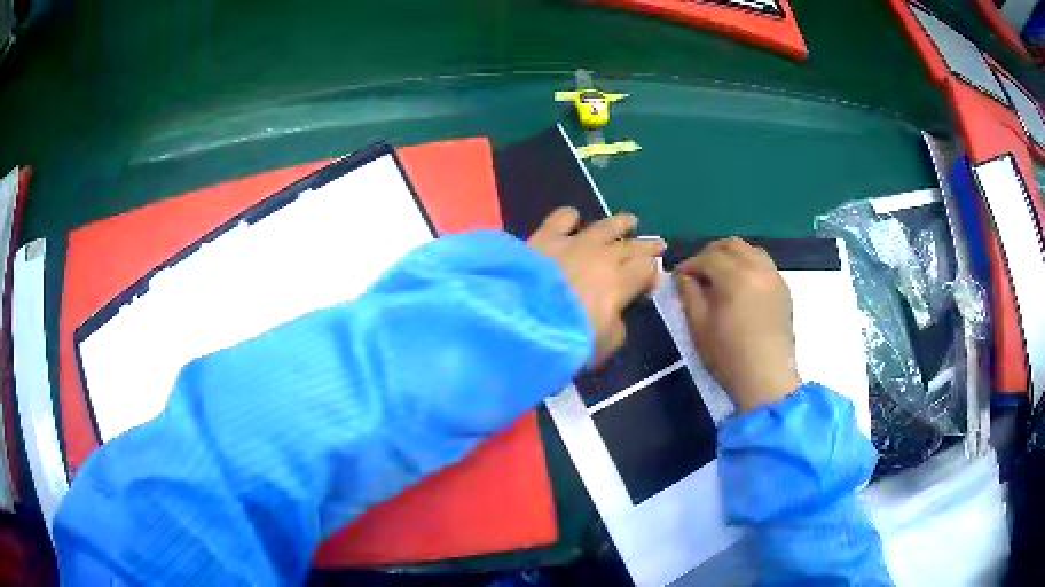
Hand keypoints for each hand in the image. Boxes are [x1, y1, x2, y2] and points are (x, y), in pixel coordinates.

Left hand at [528, 207, 664, 366]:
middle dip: (647, 246)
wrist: (522, 319)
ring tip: (631, 221)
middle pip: (632, 246)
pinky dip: (571, 217)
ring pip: (605, 226)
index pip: (646, 270)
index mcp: (620, 282)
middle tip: (659, 244)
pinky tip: (574, 219)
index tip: (654, 279)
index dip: (653, 274)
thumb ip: (618, 325)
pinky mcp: (545, 237)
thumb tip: (619, 311)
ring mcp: (574, 243)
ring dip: (620, 223)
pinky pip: (562, 218)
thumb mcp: (605, 344)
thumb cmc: (569, 338)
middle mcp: (602, 255)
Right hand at [674, 237, 800, 411]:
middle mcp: (758, 269)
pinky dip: (749, 264)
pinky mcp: (783, 288)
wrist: (766, 379)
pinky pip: (764, 263)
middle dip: (710, 254)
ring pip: (750, 250)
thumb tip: (683, 276)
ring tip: (720, 276)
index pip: (708, 257)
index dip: (689, 264)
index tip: (678, 277)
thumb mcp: (699, 327)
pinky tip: (741, 285)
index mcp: (735, 278)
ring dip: (731, 256)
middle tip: (698, 273)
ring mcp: (774, 277)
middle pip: (730, 245)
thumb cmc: (728, 356)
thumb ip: (689, 294)